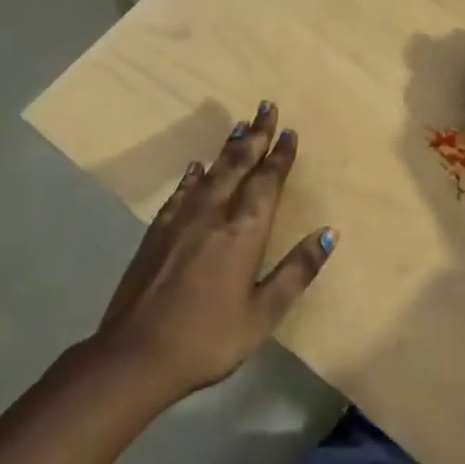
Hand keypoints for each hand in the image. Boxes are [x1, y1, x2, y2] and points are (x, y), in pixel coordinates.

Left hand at [93, 102, 335, 400]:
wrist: (135, 356)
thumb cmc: (208, 339)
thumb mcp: (263, 314)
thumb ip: (296, 271)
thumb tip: (329, 233)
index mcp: (243, 233)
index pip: (267, 183)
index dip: (280, 156)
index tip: (290, 132)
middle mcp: (213, 215)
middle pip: (238, 165)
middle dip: (255, 135)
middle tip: (266, 106)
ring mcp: (181, 221)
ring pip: (211, 173)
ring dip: (227, 148)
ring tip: (239, 125)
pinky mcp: (157, 232)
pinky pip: (181, 192)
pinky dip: (193, 176)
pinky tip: (197, 167)